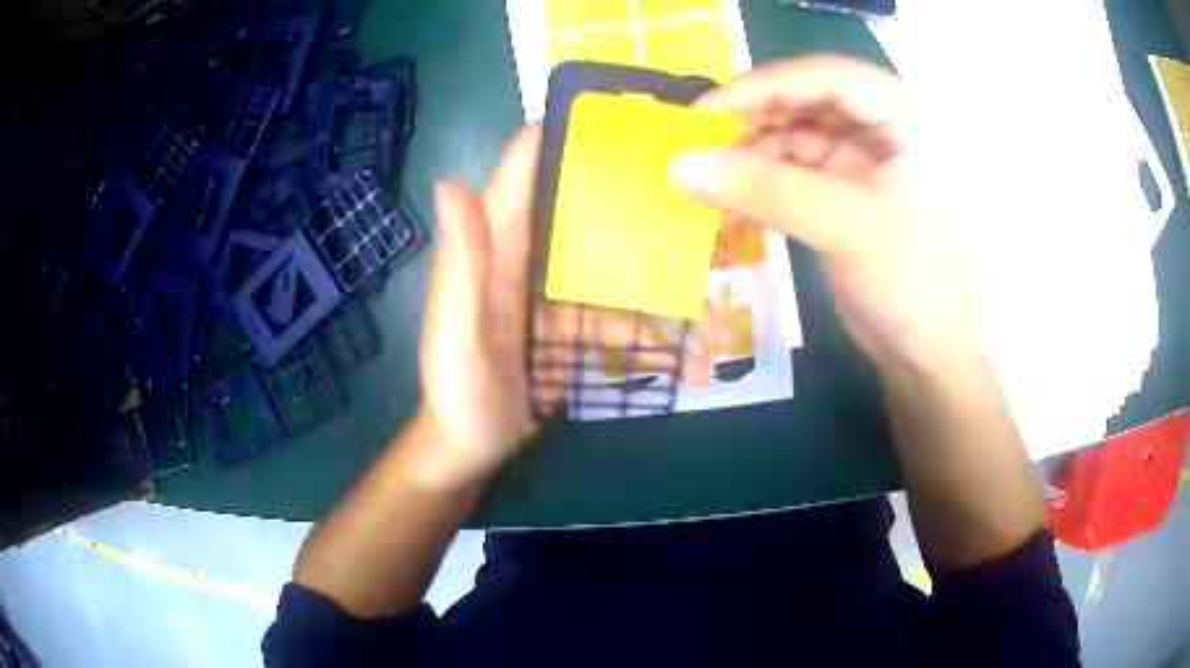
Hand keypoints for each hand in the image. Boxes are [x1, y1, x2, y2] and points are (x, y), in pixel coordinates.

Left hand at [419, 126, 722, 487]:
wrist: (469, 450)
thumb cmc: (456, 392)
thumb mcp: (454, 332)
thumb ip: (459, 264)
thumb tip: (452, 182)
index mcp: (498, 245)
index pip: (527, 168)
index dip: (567, 133)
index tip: (628, 119)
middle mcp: (531, 256)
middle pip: (590, 211)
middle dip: (643, 205)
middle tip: (705, 208)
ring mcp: (558, 293)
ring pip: (621, 272)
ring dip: (667, 294)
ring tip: (713, 327)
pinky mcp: (575, 327)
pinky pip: (624, 319)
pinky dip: (658, 338)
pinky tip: (694, 362)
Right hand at [670, 55, 981, 378]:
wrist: (928, 361)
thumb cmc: (916, 289)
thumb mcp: (851, 231)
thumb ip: (770, 191)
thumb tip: (682, 164)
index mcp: (908, 123)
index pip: (832, 78)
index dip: (769, 86)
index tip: (709, 112)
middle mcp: (884, 133)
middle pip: (807, 104)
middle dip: (752, 122)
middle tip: (697, 148)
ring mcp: (862, 166)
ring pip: (793, 139)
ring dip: (748, 159)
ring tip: (705, 186)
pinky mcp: (842, 199)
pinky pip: (790, 177)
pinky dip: (757, 189)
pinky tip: (727, 210)